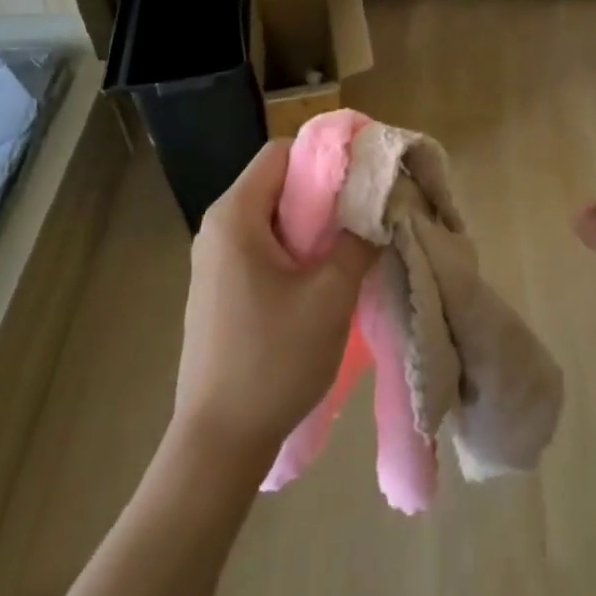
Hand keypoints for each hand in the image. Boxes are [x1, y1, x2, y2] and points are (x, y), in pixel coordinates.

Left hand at [170, 141, 377, 464]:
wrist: (219, 443)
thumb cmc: (273, 358)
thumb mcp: (331, 294)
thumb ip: (359, 239)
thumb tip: (379, 209)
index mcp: (235, 216)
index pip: (283, 152)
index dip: (327, 155)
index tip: (366, 173)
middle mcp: (218, 228)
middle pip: (279, 182)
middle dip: (327, 192)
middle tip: (369, 211)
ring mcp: (215, 261)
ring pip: (275, 217)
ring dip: (316, 224)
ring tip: (354, 244)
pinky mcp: (221, 290)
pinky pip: (265, 247)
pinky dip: (298, 249)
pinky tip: (326, 278)